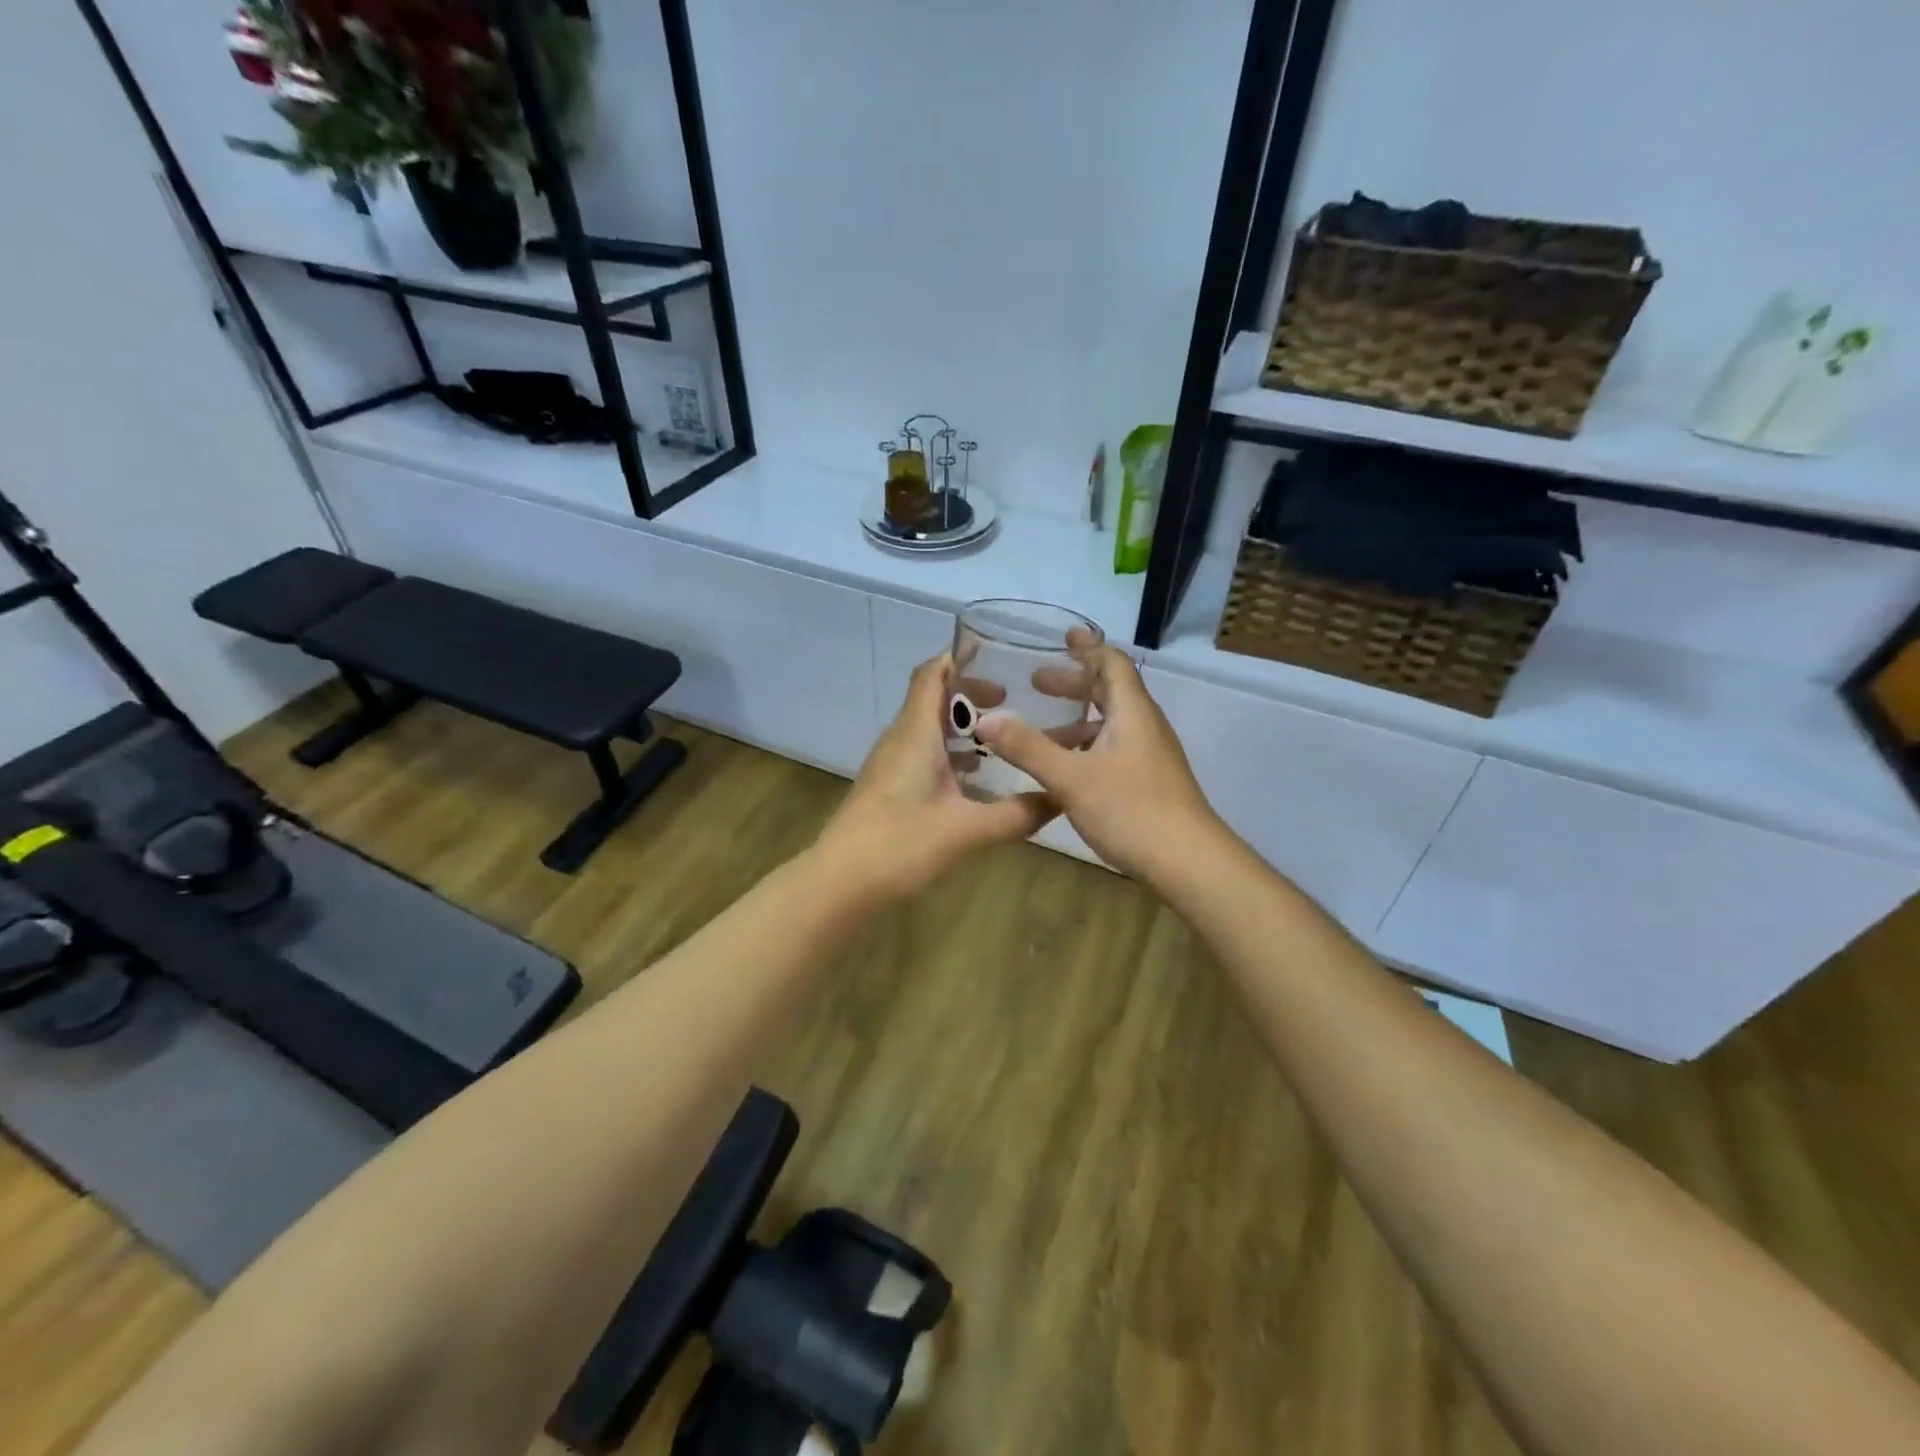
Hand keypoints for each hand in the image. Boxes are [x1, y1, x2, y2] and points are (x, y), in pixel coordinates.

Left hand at [814, 655, 1055, 899]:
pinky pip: (922, 752)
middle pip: (933, 696)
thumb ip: (1017, 815)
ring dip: (962, 726)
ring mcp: (890, 762)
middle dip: (972, 694)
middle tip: (1014, 704)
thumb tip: (1061, 798)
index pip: (932, 672)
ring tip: (1003, 739)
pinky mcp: (888, 785)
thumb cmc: (900, 844)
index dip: (962, 659)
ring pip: (928, 727)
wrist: (840, 882)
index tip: (1001, 660)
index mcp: (916, 732)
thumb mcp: (967, 830)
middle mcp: (901, 738)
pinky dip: (950, 752)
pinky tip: (976, 778)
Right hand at [974, 645, 1219, 879]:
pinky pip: (1113, 748)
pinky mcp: (1149, 781)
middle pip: (1110, 691)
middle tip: (1037, 682)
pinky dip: (1086, 747)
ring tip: (1041, 732)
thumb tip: (985, 719)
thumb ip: (1028, 748)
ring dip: (1077, 720)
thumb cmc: (1131, 809)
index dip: (1087, 647)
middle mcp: (1144, 726)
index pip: (1112, 664)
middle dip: (1074, 684)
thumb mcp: (1071, 778)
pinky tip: (1064, 771)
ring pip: (1111, 724)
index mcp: (1132, 712)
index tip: (1063, 637)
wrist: (1187, 861)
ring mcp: (1150, 755)